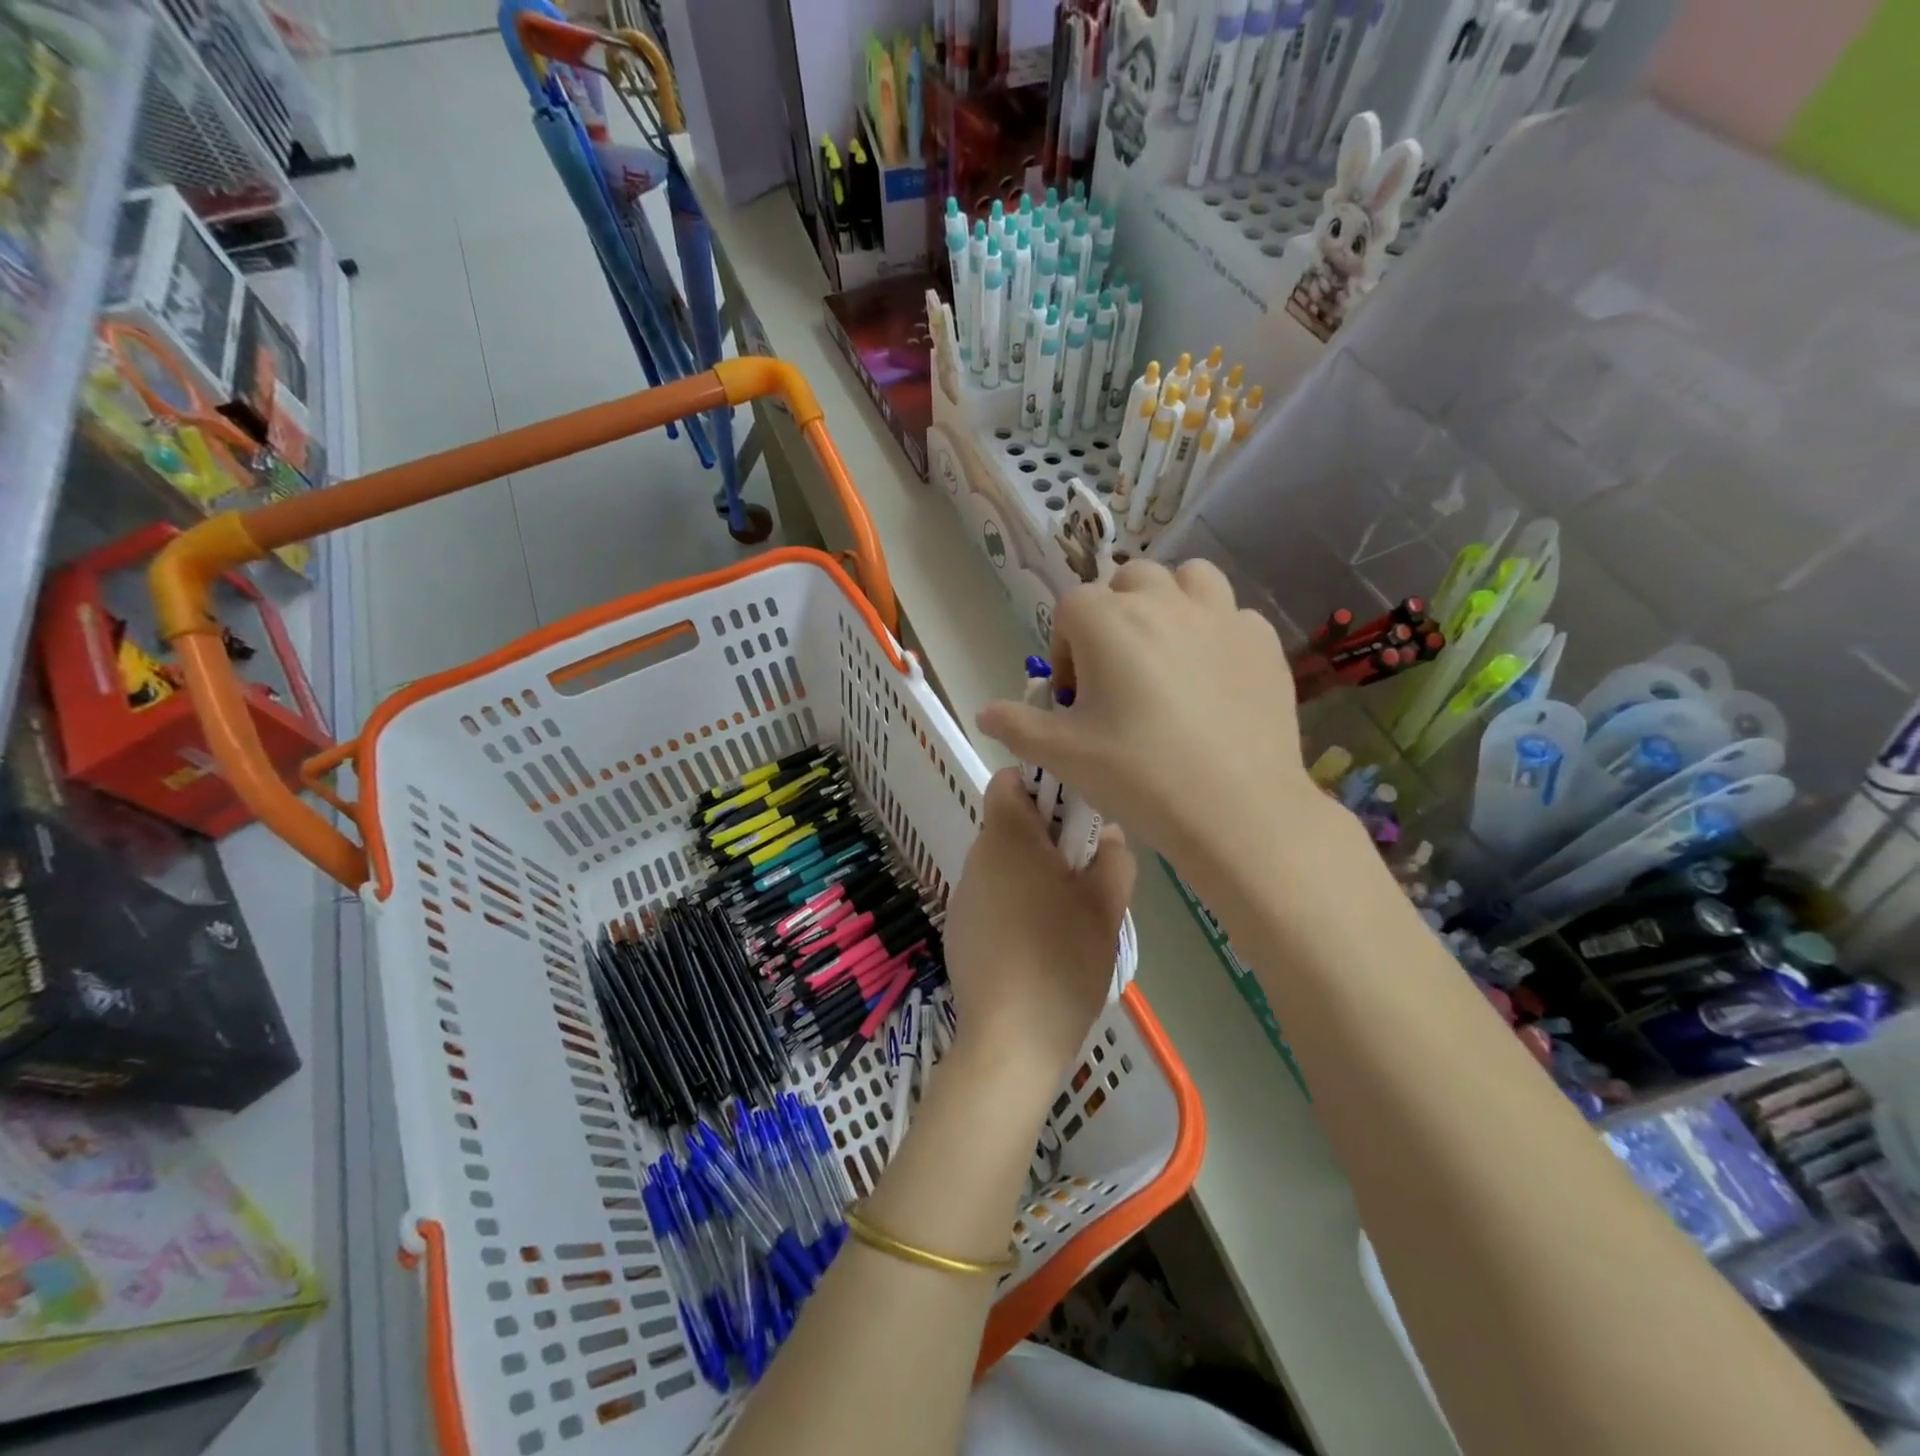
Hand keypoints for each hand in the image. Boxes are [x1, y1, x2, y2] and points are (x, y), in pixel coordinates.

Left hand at [942, 770, 1135, 1099]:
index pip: (1009, 780)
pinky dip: (1015, 904)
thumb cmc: (1063, 960)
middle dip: (1046, 837)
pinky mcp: (959, 929)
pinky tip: (1039, 945)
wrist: (1010, 1039)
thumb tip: (1109, 835)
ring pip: (1002, 863)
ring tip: (1068, 914)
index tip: (1075, 818)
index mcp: (1007, 838)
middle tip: (1085, 871)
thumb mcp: (1106, 908)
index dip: (1041, 787)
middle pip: (1008, 823)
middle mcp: (977, 857)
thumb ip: (1115, 859)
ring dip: (1033, 872)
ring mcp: (963, 895)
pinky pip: (991, 897)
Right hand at [975, 559, 1320, 888]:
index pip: (1069, 609)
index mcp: (1107, 620)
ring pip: (1188, 580)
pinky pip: (1232, 617)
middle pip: (1127, 582)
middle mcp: (1163, 600)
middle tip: (1117, 674)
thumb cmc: (1138, 775)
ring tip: (1167, 654)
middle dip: (1114, 617)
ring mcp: (1220, 615)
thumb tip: (984, 713)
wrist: (1236, 809)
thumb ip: (1017, 726)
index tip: (1075, 698)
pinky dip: (1216, 634)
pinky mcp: (1262, 640)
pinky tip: (1214, 681)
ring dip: (1170, 603)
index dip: (1066, 650)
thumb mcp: (1063, 755)